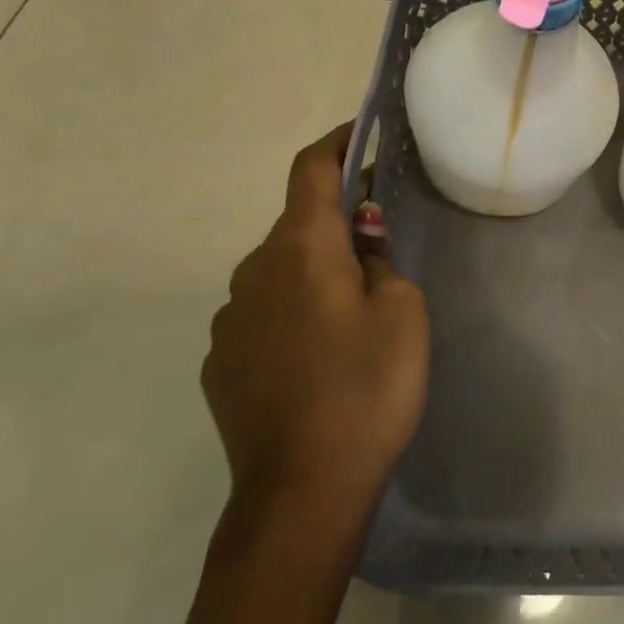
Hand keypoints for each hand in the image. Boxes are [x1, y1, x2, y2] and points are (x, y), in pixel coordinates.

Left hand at [203, 123, 428, 510]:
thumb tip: (361, 245)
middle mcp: (253, 272)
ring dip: (315, 273)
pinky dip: (294, 313)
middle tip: (381, 249)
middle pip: (297, 225)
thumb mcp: (402, 312)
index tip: (361, 134)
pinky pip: (263, 315)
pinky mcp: (221, 363)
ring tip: (355, 316)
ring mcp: (229, 321)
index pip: (309, 171)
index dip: (335, 144)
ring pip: (280, 273)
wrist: (302, 489)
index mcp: (300, 249)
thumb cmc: (366, 386)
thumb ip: (381, 262)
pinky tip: (321, 358)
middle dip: (337, 223)